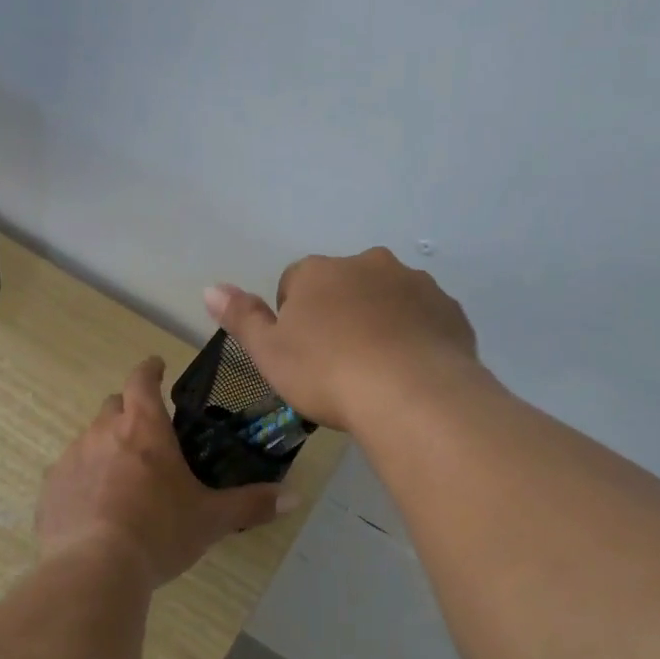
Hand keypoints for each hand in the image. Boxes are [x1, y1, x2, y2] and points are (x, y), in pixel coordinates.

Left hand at [36, 357, 291, 589]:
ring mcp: (72, 458)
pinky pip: (68, 472)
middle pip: (113, 406)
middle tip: (147, 435)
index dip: (150, 369)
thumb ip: (251, 504)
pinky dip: (83, 479)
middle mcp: (103, 432)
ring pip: (89, 438)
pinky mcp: (50, 488)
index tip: (157, 366)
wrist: (94, 569)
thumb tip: (294, 497)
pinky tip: (94, 507)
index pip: (142, 379)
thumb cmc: (159, 532)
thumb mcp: (211, 519)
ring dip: (106, 447)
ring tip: (122, 479)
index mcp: (144, 428)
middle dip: (129, 411)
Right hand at [205, 248, 480, 430]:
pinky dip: (413, 336)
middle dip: (339, 314)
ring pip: (386, 298)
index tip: (301, 354)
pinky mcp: (448, 309)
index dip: (294, 318)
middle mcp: (368, 264)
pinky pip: (422, 318)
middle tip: (337, 362)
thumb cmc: (327, 373)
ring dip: (378, 322)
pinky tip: (408, 371)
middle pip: (344, 285)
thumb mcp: (269, 353)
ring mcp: (414, 284)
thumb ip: (241, 317)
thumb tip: (210, 288)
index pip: (295, 282)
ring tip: (376, 370)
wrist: (411, 394)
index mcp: (320, 272)